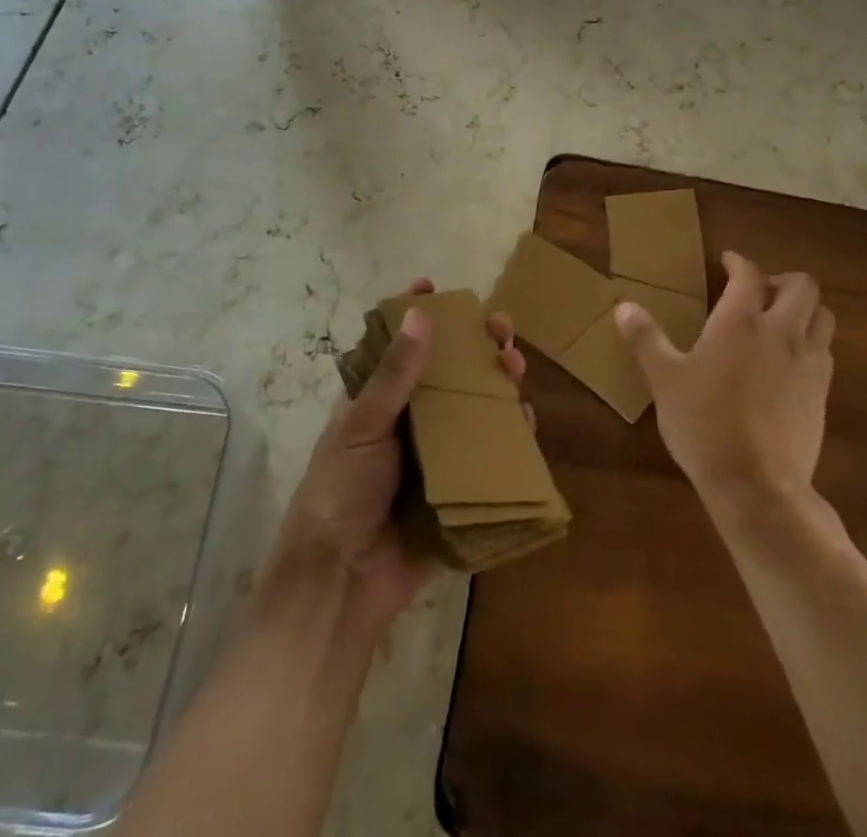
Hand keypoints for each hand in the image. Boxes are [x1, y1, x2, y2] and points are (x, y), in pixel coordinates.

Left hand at [267, 278, 525, 634]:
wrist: (342, 582)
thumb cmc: (340, 492)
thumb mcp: (361, 426)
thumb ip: (393, 375)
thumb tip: (420, 314)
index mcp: (378, 402)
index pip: (400, 347)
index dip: (417, 315)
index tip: (435, 285)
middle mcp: (411, 422)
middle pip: (450, 373)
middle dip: (476, 346)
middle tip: (501, 328)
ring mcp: (437, 455)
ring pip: (475, 408)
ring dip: (498, 384)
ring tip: (515, 366)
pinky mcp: (459, 489)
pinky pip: (491, 455)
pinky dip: (511, 436)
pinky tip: (526, 418)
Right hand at [615, 252, 835, 513]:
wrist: (757, 485)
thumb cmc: (704, 424)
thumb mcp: (664, 380)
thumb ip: (646, 339)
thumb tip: (623, 306)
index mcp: (741, 321)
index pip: (748, 274)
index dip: (738, 262)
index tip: (728, 261)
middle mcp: (782, 332)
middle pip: (803, 287)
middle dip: (782, 280)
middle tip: (759, 291)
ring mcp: (808, 362)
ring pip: (823, 317)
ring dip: (805, 309)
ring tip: (781, 322)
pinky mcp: (822, 393)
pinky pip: (825, 352)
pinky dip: (811, 343)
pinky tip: (789, 362)